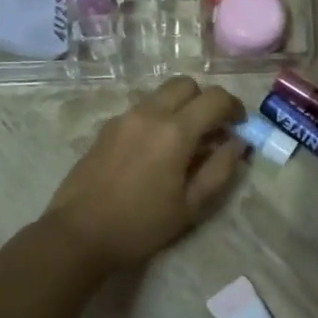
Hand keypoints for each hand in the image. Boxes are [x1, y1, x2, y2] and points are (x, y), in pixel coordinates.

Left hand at [42, 77, 245, 269]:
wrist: (78, 234)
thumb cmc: (140, 225)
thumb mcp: (191, 206)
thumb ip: (220, 170)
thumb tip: (238, 144)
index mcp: (175, 132)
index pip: (215, 98)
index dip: (234, 107)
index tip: (239, 126)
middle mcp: (149, 114)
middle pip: (186, 84)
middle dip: (205, 100)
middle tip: (212, 129)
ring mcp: (124, 118)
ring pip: (161, 94)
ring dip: (180, 107)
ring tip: (184, 142)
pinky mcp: (106, 128)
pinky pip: (141, 110)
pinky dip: (158, 118)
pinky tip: (155, 151)